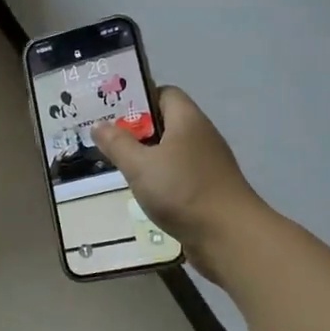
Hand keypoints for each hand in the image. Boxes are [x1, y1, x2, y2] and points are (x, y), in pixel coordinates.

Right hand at [93, 86, 264, 281]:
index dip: (139, 98)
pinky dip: (161, 178)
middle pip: (167, 122)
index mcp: (187, 120)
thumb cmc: (183, 191)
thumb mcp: (140, 166)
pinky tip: (143, 191)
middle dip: (137, 129)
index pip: (165, 93)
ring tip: (119, 165)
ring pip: (172, 150)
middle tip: (108, 139)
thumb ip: (117, 144)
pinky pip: (179, 173)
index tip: (113, 111)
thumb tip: (99, 125)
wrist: (230, 237)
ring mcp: (208, 164)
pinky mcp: (209, 188)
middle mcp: (201, 136)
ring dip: (148, 156)